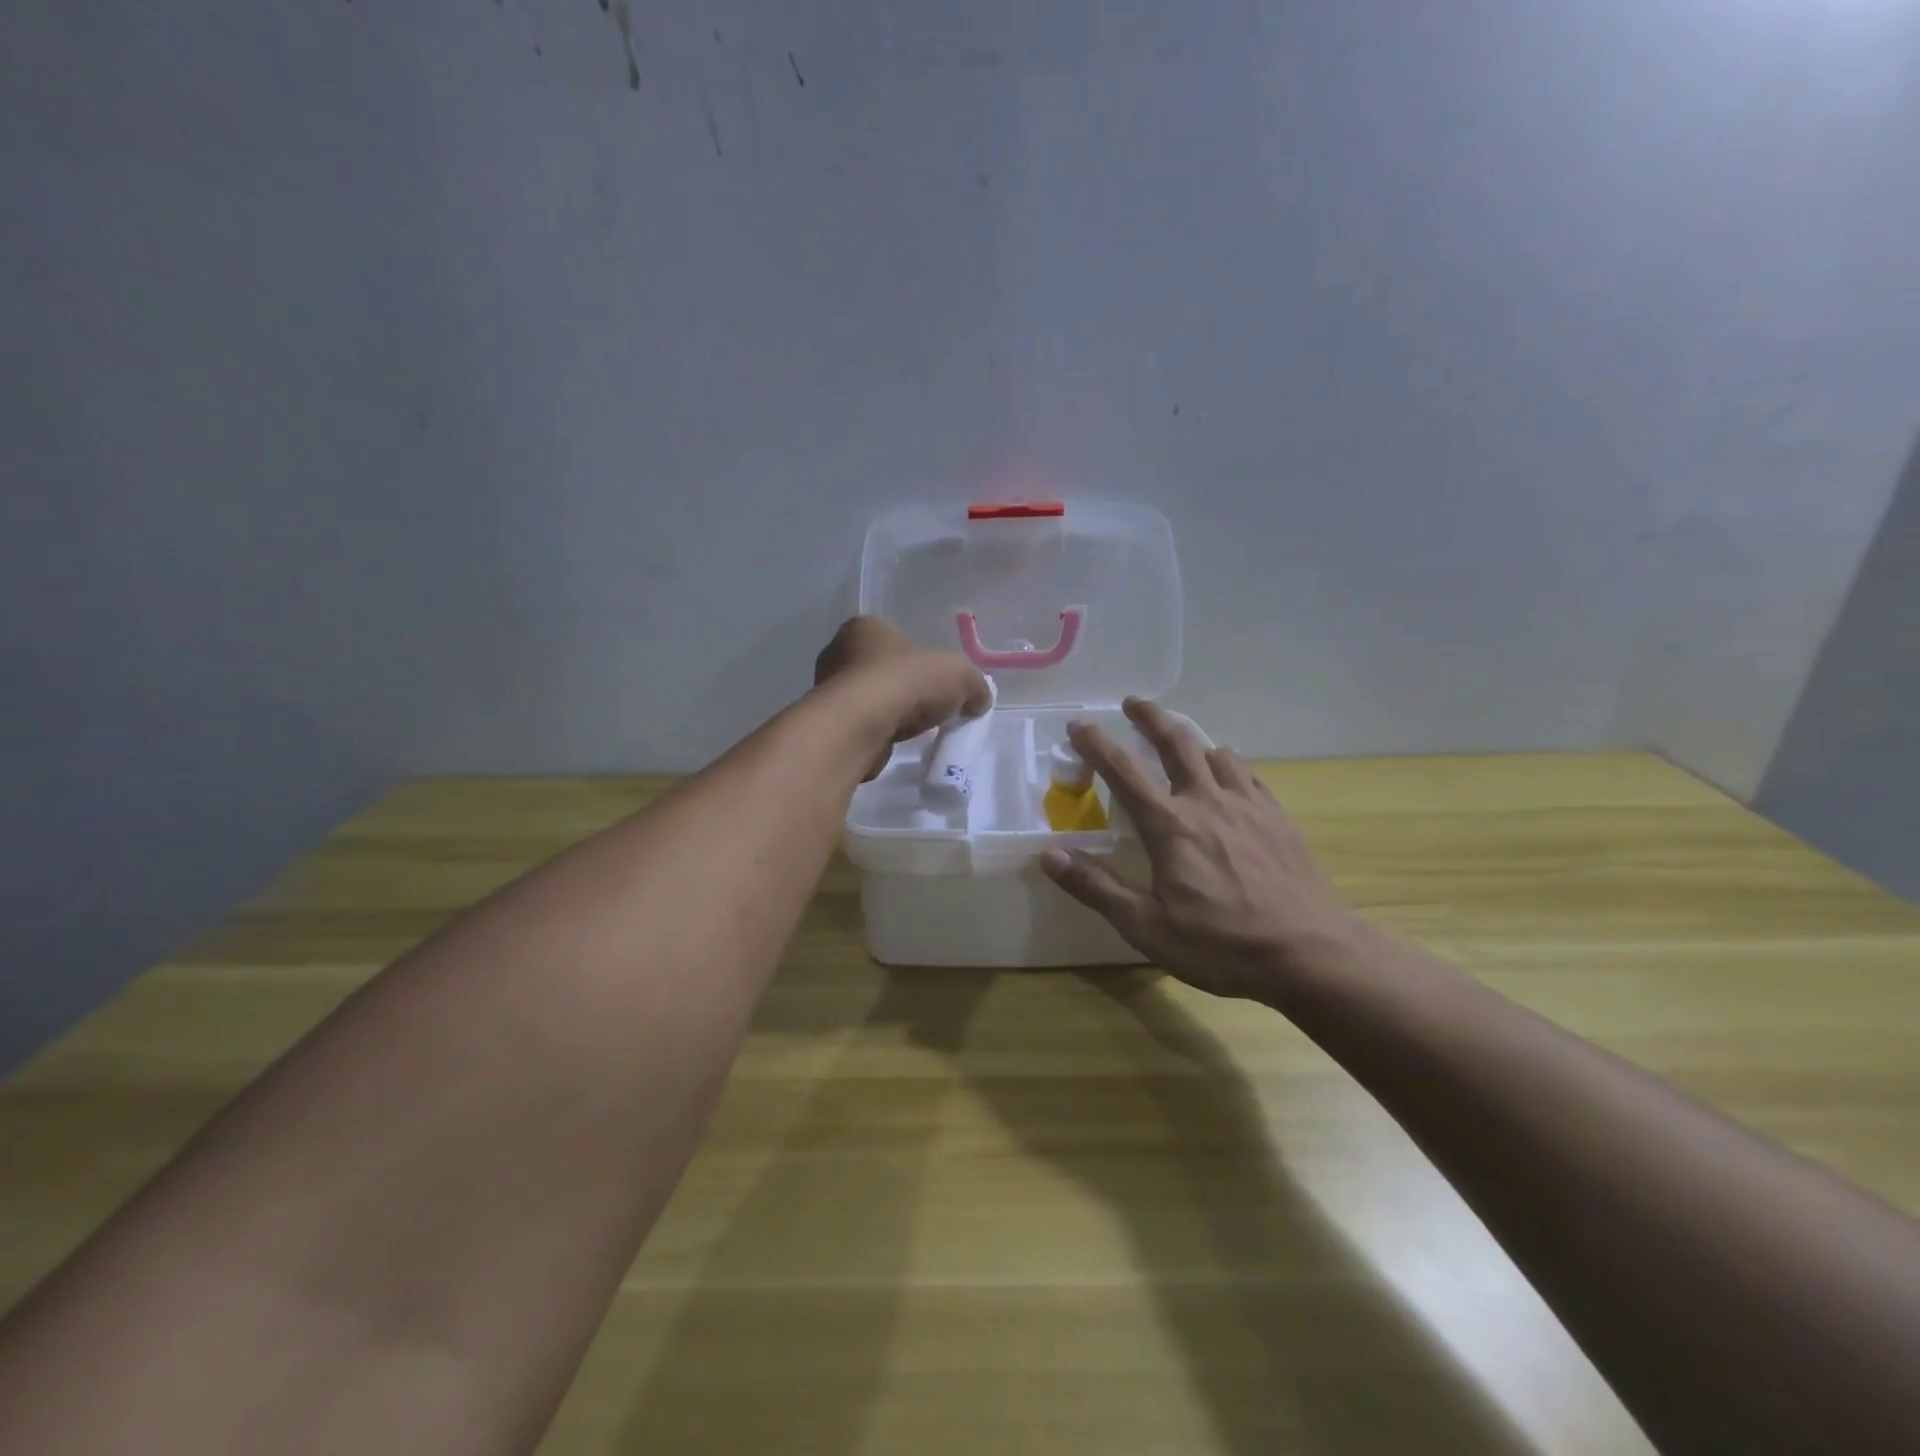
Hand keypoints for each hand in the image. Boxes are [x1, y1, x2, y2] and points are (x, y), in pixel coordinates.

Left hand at [814, 616, 989, 778]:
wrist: (859, 727)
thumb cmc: (905, 683)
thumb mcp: (959, 674)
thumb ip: (974, 684)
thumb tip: (978, 700)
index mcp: (865, 627)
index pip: (895, 638)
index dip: (919, 660)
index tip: (936, 683)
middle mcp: (838, 652)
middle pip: (881, 669)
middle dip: (903, 688)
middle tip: (927, 708)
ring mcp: (827, 689)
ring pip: (867, 699)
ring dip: (887, 713)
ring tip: (910, 730)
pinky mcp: (827, 724)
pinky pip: (858, 726)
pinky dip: (874, 734)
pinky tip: (889, 744)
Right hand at [1040, 698, 1361, 1000]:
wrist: (1311, 953)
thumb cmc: (1221, 945)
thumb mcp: (1147, 927)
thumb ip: (1097, 887)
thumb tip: (1050, 855)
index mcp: (1170, 825)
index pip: (1123, 771)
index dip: (1097, 744)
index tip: (1078, 724)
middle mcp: (1206, 801)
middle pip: (1175, 743)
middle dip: (1150, 717)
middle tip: (1133, 703)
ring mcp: (1247, 805)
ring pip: (1215, 752)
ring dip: (1190, 737)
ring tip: (1179, 737)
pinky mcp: (1277, 817)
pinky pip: (1247, 773)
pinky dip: (1228, 761)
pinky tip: (1229, 768)